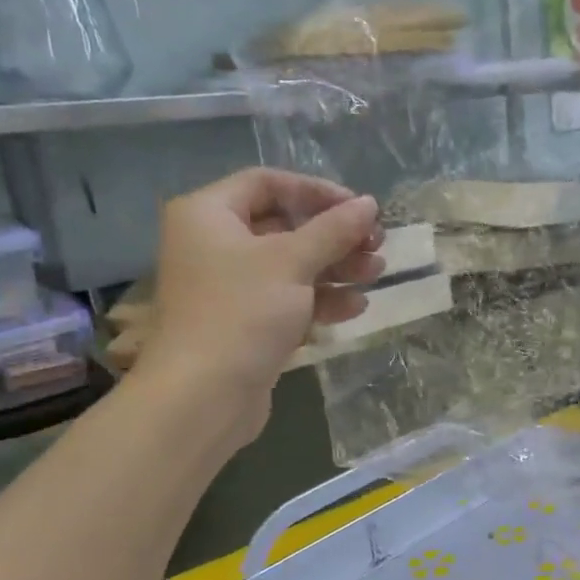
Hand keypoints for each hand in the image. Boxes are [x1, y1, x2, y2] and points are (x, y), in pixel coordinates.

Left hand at [138, 169, 381, 438]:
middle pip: (284, 226)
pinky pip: (287, 299)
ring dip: (335, 268)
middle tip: (375, 245)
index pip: (267, 183)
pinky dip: (320, 300)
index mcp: (208, 214)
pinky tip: (355, 307)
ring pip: (291, 266)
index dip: (317, 191)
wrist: (203, 396)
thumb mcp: (293, 261)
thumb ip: (334, 229)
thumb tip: (368, 203)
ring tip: (375, 275)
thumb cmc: (242, 312)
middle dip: (334, 236)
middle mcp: (213, 244)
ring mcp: (228, 287)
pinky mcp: (244, 323)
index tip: (358, 208)